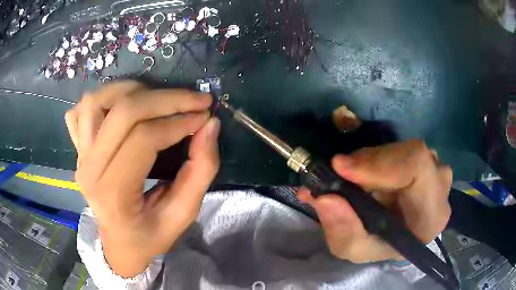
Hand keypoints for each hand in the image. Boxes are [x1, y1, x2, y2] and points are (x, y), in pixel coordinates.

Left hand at [65, 81, 219, 276]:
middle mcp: (90, 169)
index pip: (144, 139)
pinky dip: (102, 98)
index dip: (179, 121)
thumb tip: (210, 125)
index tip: (204, 116)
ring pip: (96, 100)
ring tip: (157, 98)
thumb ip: (200, 171)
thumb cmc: (149, 236)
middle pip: (123, 112)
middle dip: (165, 98)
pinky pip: (81, 110)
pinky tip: (122, 105)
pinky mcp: (78, 149)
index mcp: (114, 194)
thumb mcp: (182, 215)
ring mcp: (79, 156)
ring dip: (131, 90)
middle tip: (195, 99)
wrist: (118, 244)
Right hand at [298, 140, 451, 262]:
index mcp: (431, 215)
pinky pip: (401, 147)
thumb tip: (325, 197)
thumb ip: (342, 230)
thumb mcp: (355, 248)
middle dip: (370, 161)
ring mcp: (436, 169)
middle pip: (409, 154)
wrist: (397, 236)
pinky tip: (365, 173)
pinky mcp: (427, 159)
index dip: (379, 162)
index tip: (341, 168)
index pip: (416, 167)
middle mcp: (441, 187)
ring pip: (402, 148)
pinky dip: (377, 157)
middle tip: (340, 173)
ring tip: (352, 178)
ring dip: (371, 160)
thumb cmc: (381, 246)